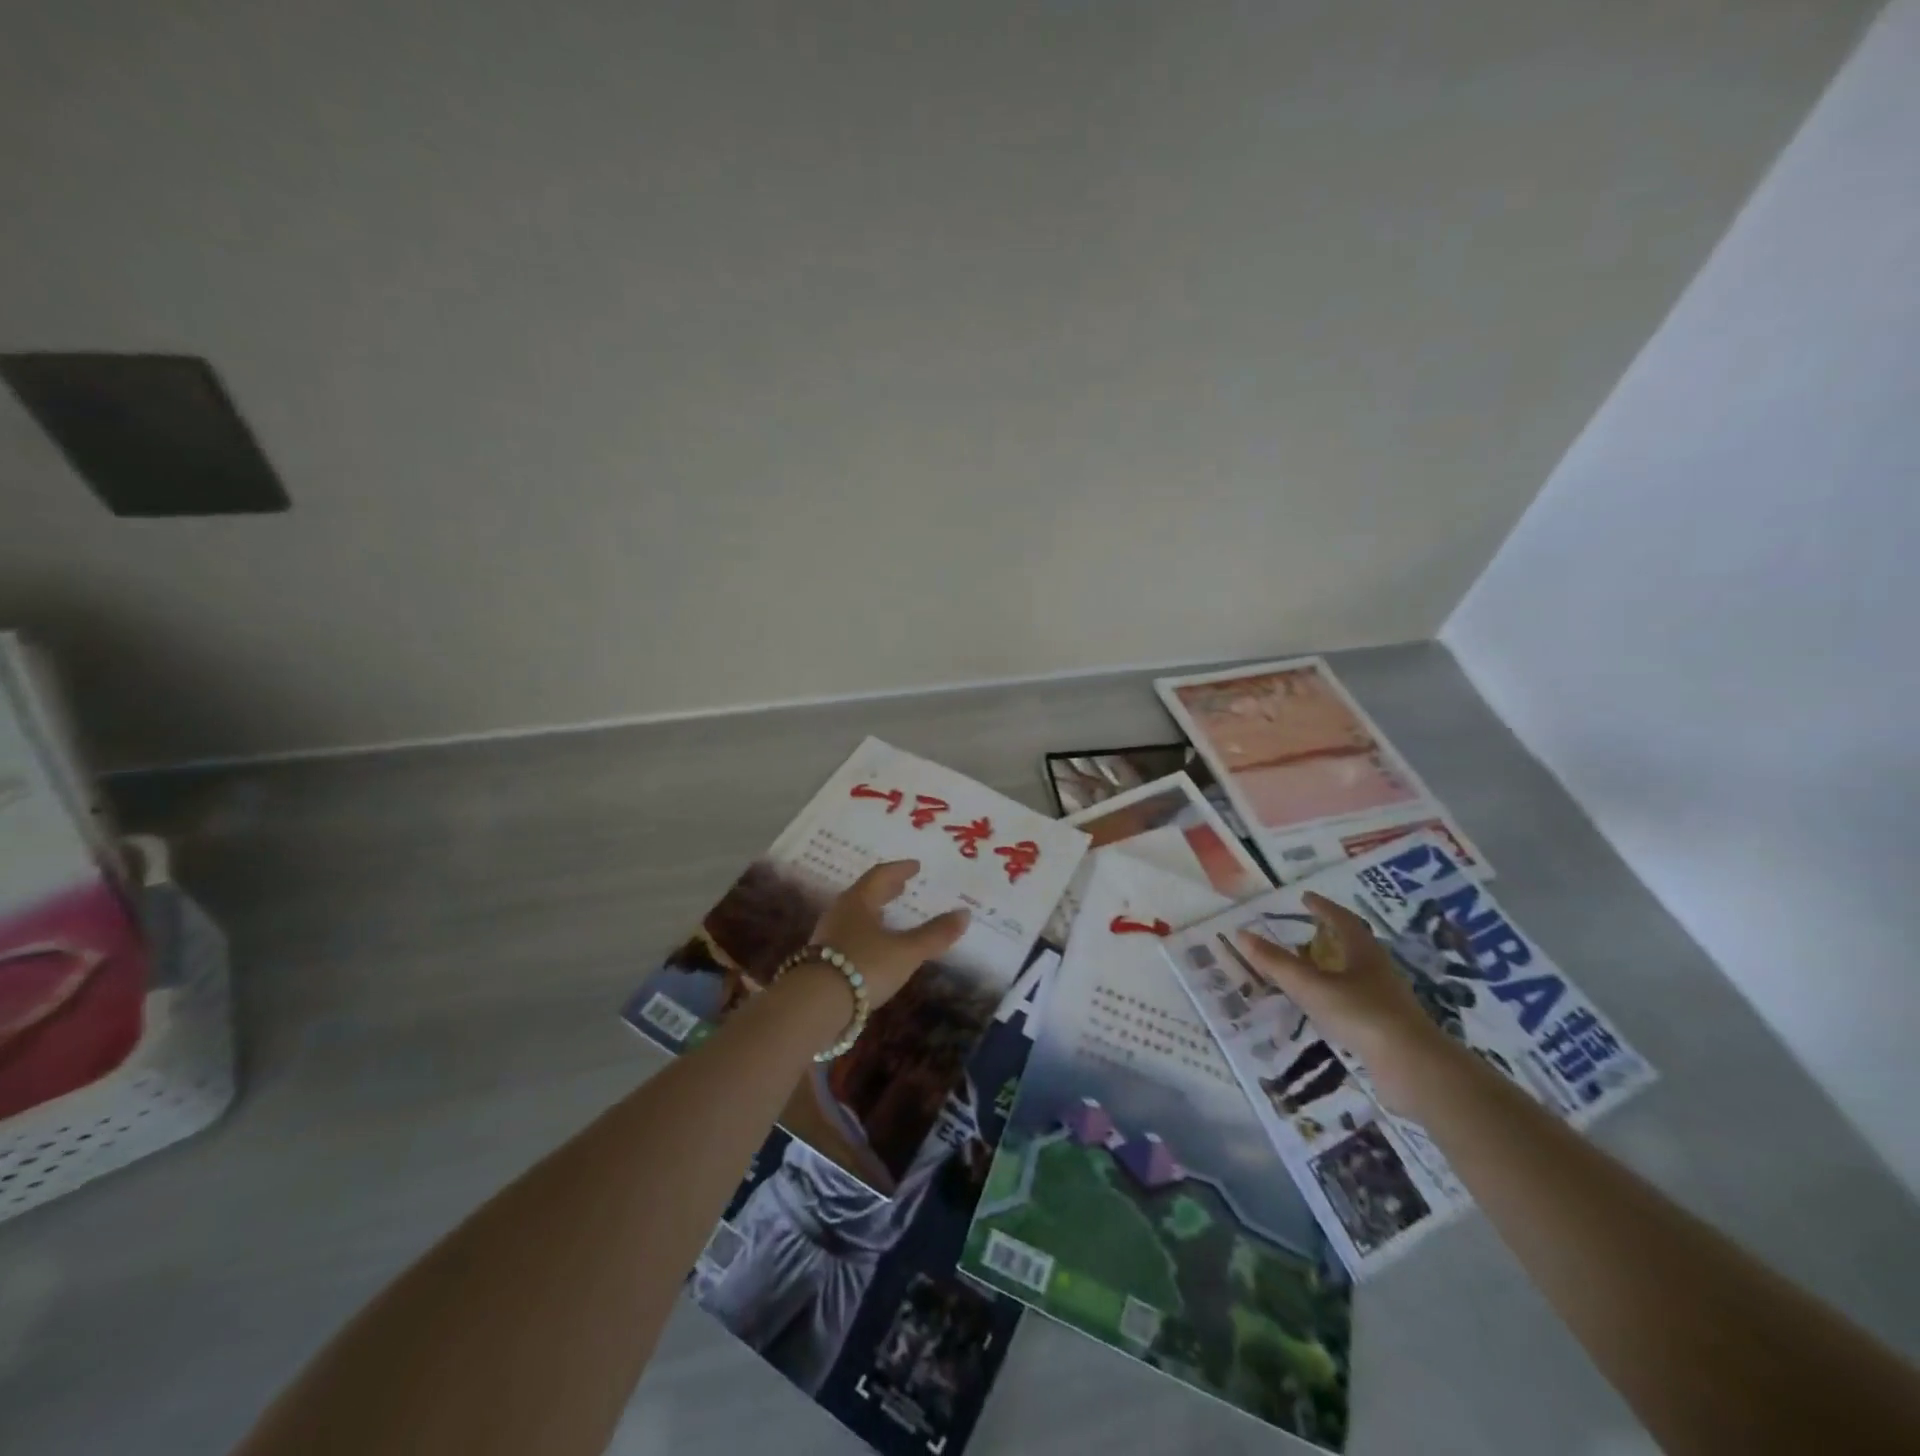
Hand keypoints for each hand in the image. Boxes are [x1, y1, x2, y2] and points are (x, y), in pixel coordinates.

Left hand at [808, 860, 970, 1007]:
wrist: (814, 1005)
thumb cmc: (863, 967)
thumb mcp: (906, 952)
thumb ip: (934, 935)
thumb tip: (965, 914)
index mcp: (859, 901)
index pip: (880, 876)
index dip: (900, 870)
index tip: (915, 866)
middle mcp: (840, 913)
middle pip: (865, 893)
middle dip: (885, 889)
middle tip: (902, 885)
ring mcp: (828, 936)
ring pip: (855, 915)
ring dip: (874, 911)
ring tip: (889, 915)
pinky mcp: (821, 960)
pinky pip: (848, 935)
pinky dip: (865, 932)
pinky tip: (872, 946)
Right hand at [1233, 892, 1454, 1107]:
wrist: (1413, 1067)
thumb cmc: (1361, 1014)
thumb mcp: (1311, 986)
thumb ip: (1276, 963)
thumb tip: (1241, 934)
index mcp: (1364, 952)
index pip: (1342, 920)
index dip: (1323, 907)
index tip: (1305, 897)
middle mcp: (1378, 970)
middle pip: (1354, 944)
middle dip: (1330, 934)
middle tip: (1306, 930)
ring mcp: (1386, 999)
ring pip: (1356, 973)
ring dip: (1334, 965)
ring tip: (1310, 967)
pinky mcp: (1387, 1026)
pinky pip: (1357, 1000)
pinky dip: (1338, 994)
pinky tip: (1325, 1006)